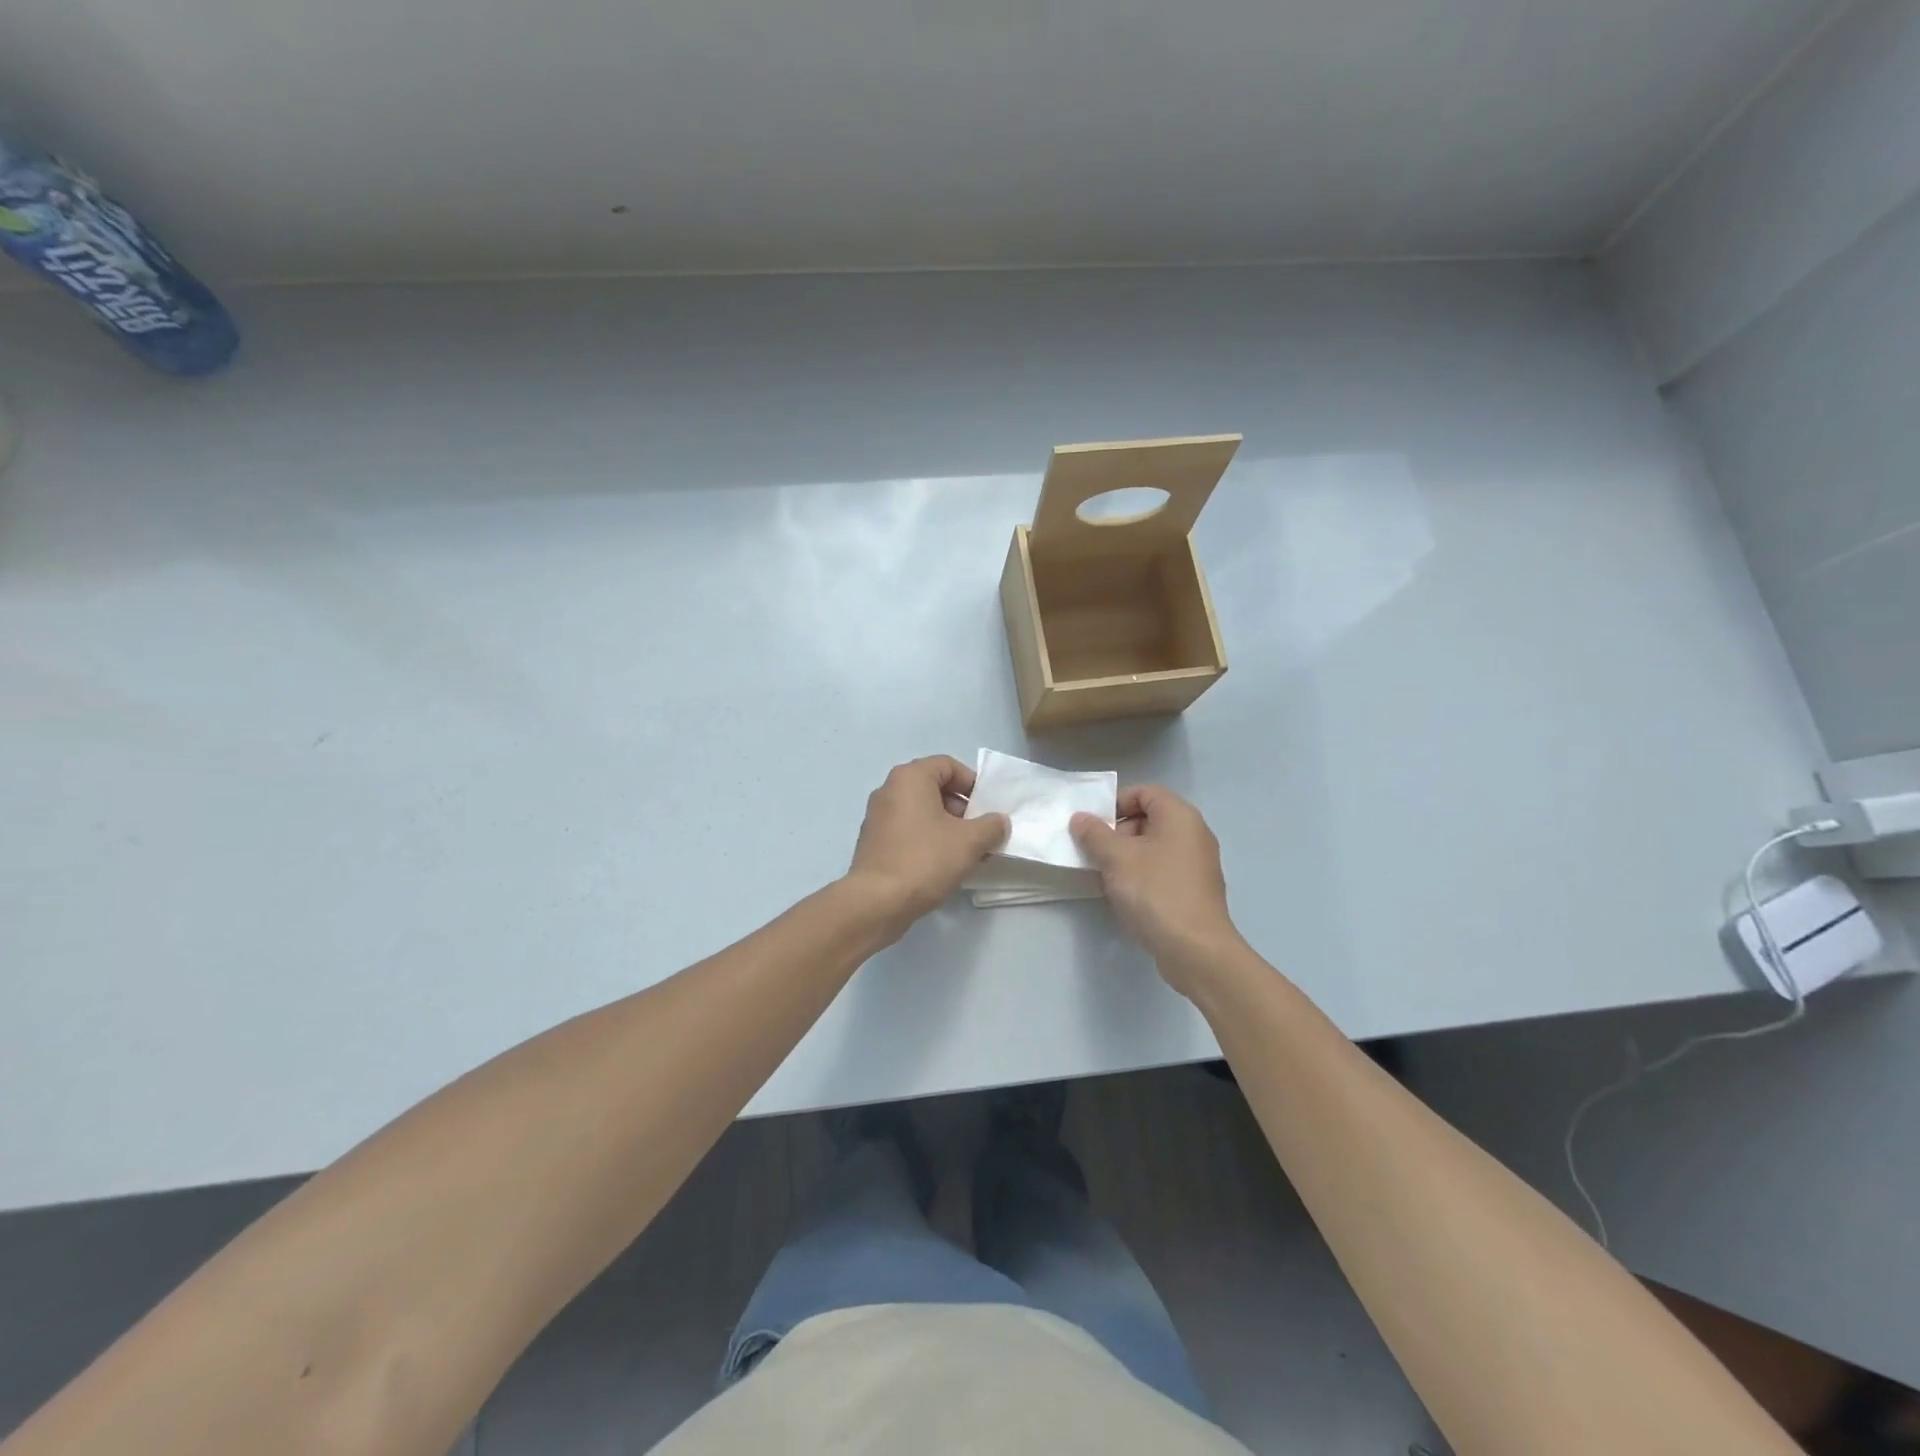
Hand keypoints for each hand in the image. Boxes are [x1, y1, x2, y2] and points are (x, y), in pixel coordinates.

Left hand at [846, 755, 1009, 931]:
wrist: (877, 902)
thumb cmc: (925, 859)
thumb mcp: (970, 841)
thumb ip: (991, 826)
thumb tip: (999, 822)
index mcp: (909, 778)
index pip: (948, 765)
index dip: (972, 783)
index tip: (987, 807)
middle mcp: (889, 790)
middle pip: (934, 788)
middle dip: (963, 809)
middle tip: (981, 833)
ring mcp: (878, 817)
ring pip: (922, 812)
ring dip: (948, 828)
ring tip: (968, 853)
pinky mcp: (874, 843)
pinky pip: (908, 831)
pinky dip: (928, 840)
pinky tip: (944, 865)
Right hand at [1070, 785, 1242, 993]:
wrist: (1195, 950)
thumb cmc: (1155, 892)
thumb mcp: (1116, 859)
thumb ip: (1095, 834)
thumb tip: (1080, 818)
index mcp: (1180, 816)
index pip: (1145, 792)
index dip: (1116, 803)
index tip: (1094, 826)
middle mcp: (1194, 834)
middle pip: (1149, 818)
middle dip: (1118, 832)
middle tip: (1096, 853)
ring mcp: (1197, 864)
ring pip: (1154, 847)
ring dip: (1127, 857)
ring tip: (1105, 877)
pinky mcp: (1195, 890)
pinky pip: (1163, 870)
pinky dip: (1142, 875)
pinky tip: (1125, 896)